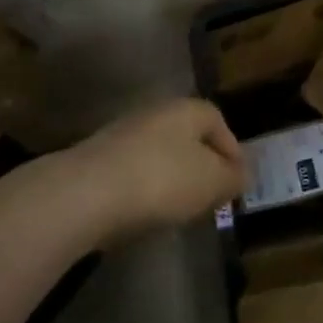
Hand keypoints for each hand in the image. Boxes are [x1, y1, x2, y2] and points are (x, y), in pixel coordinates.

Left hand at [30, 99, 244, 239]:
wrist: (82, 196)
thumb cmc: (161, 180)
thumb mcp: (212, 182)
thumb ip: (233, 178)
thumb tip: (241, 175)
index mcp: (187, 109)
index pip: (219, 121)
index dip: (232, 151)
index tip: (236, 181)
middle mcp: (155, 113)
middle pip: (188, 137)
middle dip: (201, 166)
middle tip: (210, 196)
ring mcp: (120, 135)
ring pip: (158, 155)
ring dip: (171, 179)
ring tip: (178, 210)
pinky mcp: (94, 162)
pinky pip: (131, 173)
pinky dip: (142, 190)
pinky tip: (143, 214)